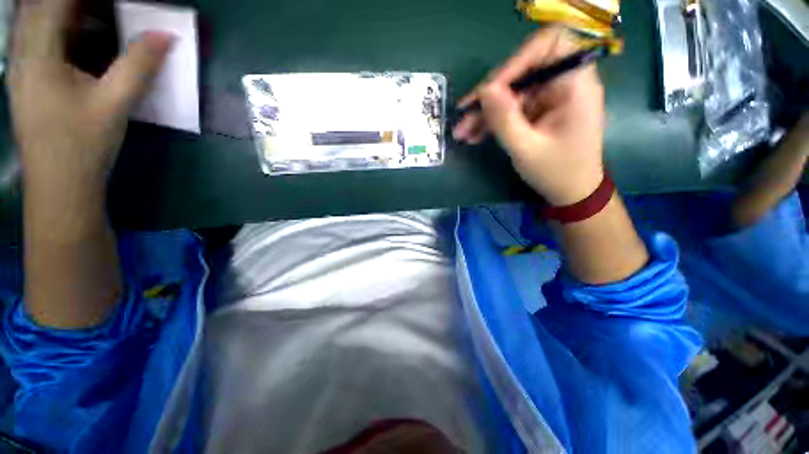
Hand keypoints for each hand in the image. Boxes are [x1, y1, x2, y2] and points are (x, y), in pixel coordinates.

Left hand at [9, 0, 171, 192]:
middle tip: (112, 9)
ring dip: (71, 13)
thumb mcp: (115, 103)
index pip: (56, 2)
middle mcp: (23, 52)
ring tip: (103, 17)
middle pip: (43, 8)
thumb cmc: (83, 145)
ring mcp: (22, 66)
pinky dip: (64, 29)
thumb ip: (139, 66)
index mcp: (38, 53)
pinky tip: (86, 38)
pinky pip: (42, 38)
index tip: (117, 2)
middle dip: (79, 4)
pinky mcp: (28, 78)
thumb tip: (165, 36)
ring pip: (40, 20)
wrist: (60, 185)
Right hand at [453, 28, 605, 205]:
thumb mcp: (527, 149)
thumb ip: (505, 119)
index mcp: (574, 84)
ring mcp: (548, 98)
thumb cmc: (556, 172)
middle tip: (463, 116)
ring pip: (511, 93)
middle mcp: (562, 83)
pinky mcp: (538, 112)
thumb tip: (485, 90)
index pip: (548, 45)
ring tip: (462, 132)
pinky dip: (492, 121)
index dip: (516, 61)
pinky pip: (511, 108)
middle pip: (521, 71)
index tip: (490, 90)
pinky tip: (474, 135)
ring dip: (484, 112)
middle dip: (489, 95)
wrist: (571, 192)